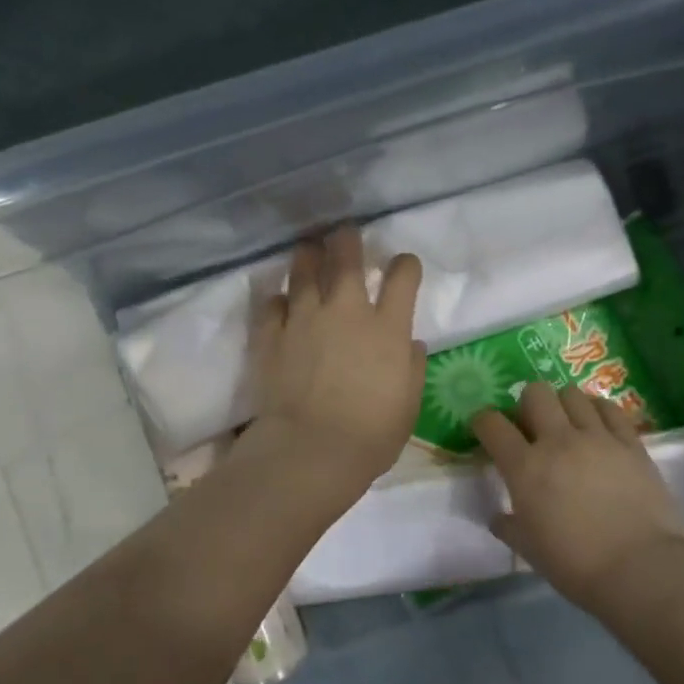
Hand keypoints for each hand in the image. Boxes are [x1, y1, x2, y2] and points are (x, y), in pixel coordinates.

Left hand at [244, 227, 426, 497]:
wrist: (310, 450)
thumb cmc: (370, 435)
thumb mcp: (408, 406)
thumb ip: (412, 369)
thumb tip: (410, 344)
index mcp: (387, 328)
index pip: (402, 277)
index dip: (405, 265)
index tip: (403, 266)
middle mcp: (346, 312)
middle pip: (347, 258)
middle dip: (348, 240)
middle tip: (345, 234)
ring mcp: (305, 319)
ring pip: (304, 271)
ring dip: (309, 256)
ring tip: (309, 249)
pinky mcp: (272, 335)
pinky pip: (272, 304)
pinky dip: (277, 299)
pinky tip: (279, 301)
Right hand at [473, 382, 683, 610]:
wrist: (640, 568)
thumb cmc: (575, 564)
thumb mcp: (528, 549)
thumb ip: (508, 526)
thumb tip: (499, 517)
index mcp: (524, 467)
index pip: (492, 424)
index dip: (483, 421)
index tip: (485, 430)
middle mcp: (558, 441)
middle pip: (535, 393)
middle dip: (527, 404)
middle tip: (532, 427)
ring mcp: (597, 437)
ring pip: (572, 394)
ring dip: (563, 404)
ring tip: (568, 425)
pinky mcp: (631, 442)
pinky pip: (609, 408)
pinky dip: (598, 410)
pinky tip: (598, 426)